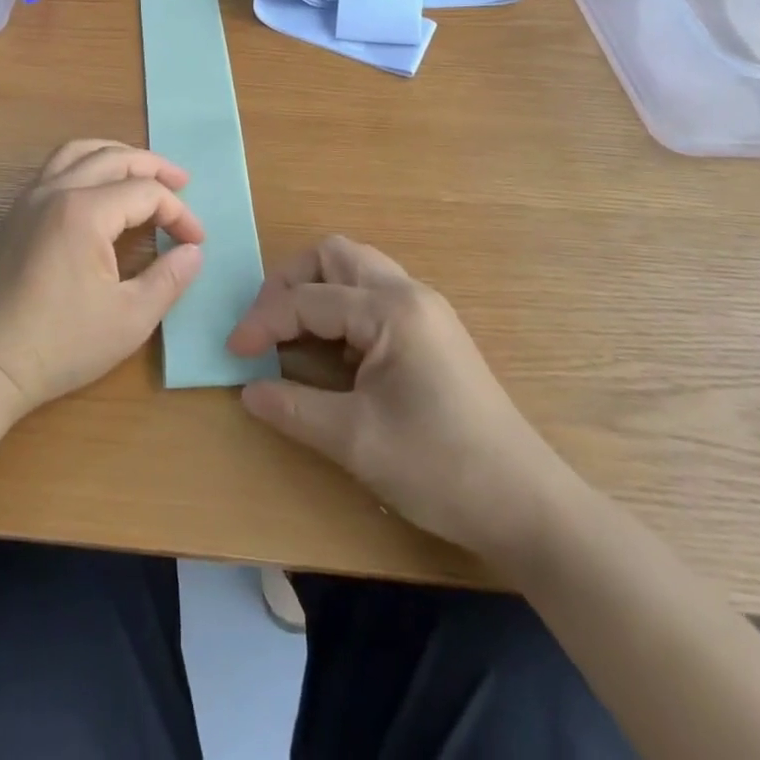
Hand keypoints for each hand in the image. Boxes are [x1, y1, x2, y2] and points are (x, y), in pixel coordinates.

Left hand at [0, 140, 206, 416]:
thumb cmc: (58, 345)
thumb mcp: (129, 320)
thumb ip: (168, 279)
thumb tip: (193, 252)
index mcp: (84, 212)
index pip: (145, 192)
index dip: (178, 213)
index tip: (196, 242)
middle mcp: (55, 191)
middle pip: (113, 158)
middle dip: (153, 167)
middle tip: (182, 183)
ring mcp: (29, 199)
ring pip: (78, 152)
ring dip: (116, 154)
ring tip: (141, 170)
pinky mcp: (15, 214)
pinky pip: (56, 167)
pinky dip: (86, 163)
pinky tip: (98, 188)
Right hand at [226, 236, 568, 565]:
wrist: (527, 505)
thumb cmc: (440, 467)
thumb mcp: (355, 440)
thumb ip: (294, 407)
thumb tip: (247, 390)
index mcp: (390, 309)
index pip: (308, 299)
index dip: (263, 321)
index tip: (232, 352)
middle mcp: (408, 293)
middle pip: (334, 255)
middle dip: (290, 280)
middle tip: (266, 323)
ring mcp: (425, 308)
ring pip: (356, 269)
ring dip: (317, 288)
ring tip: (292, 331)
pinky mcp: (432, 330)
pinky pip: (373, 294)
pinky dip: (341, 305)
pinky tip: (331, 347)